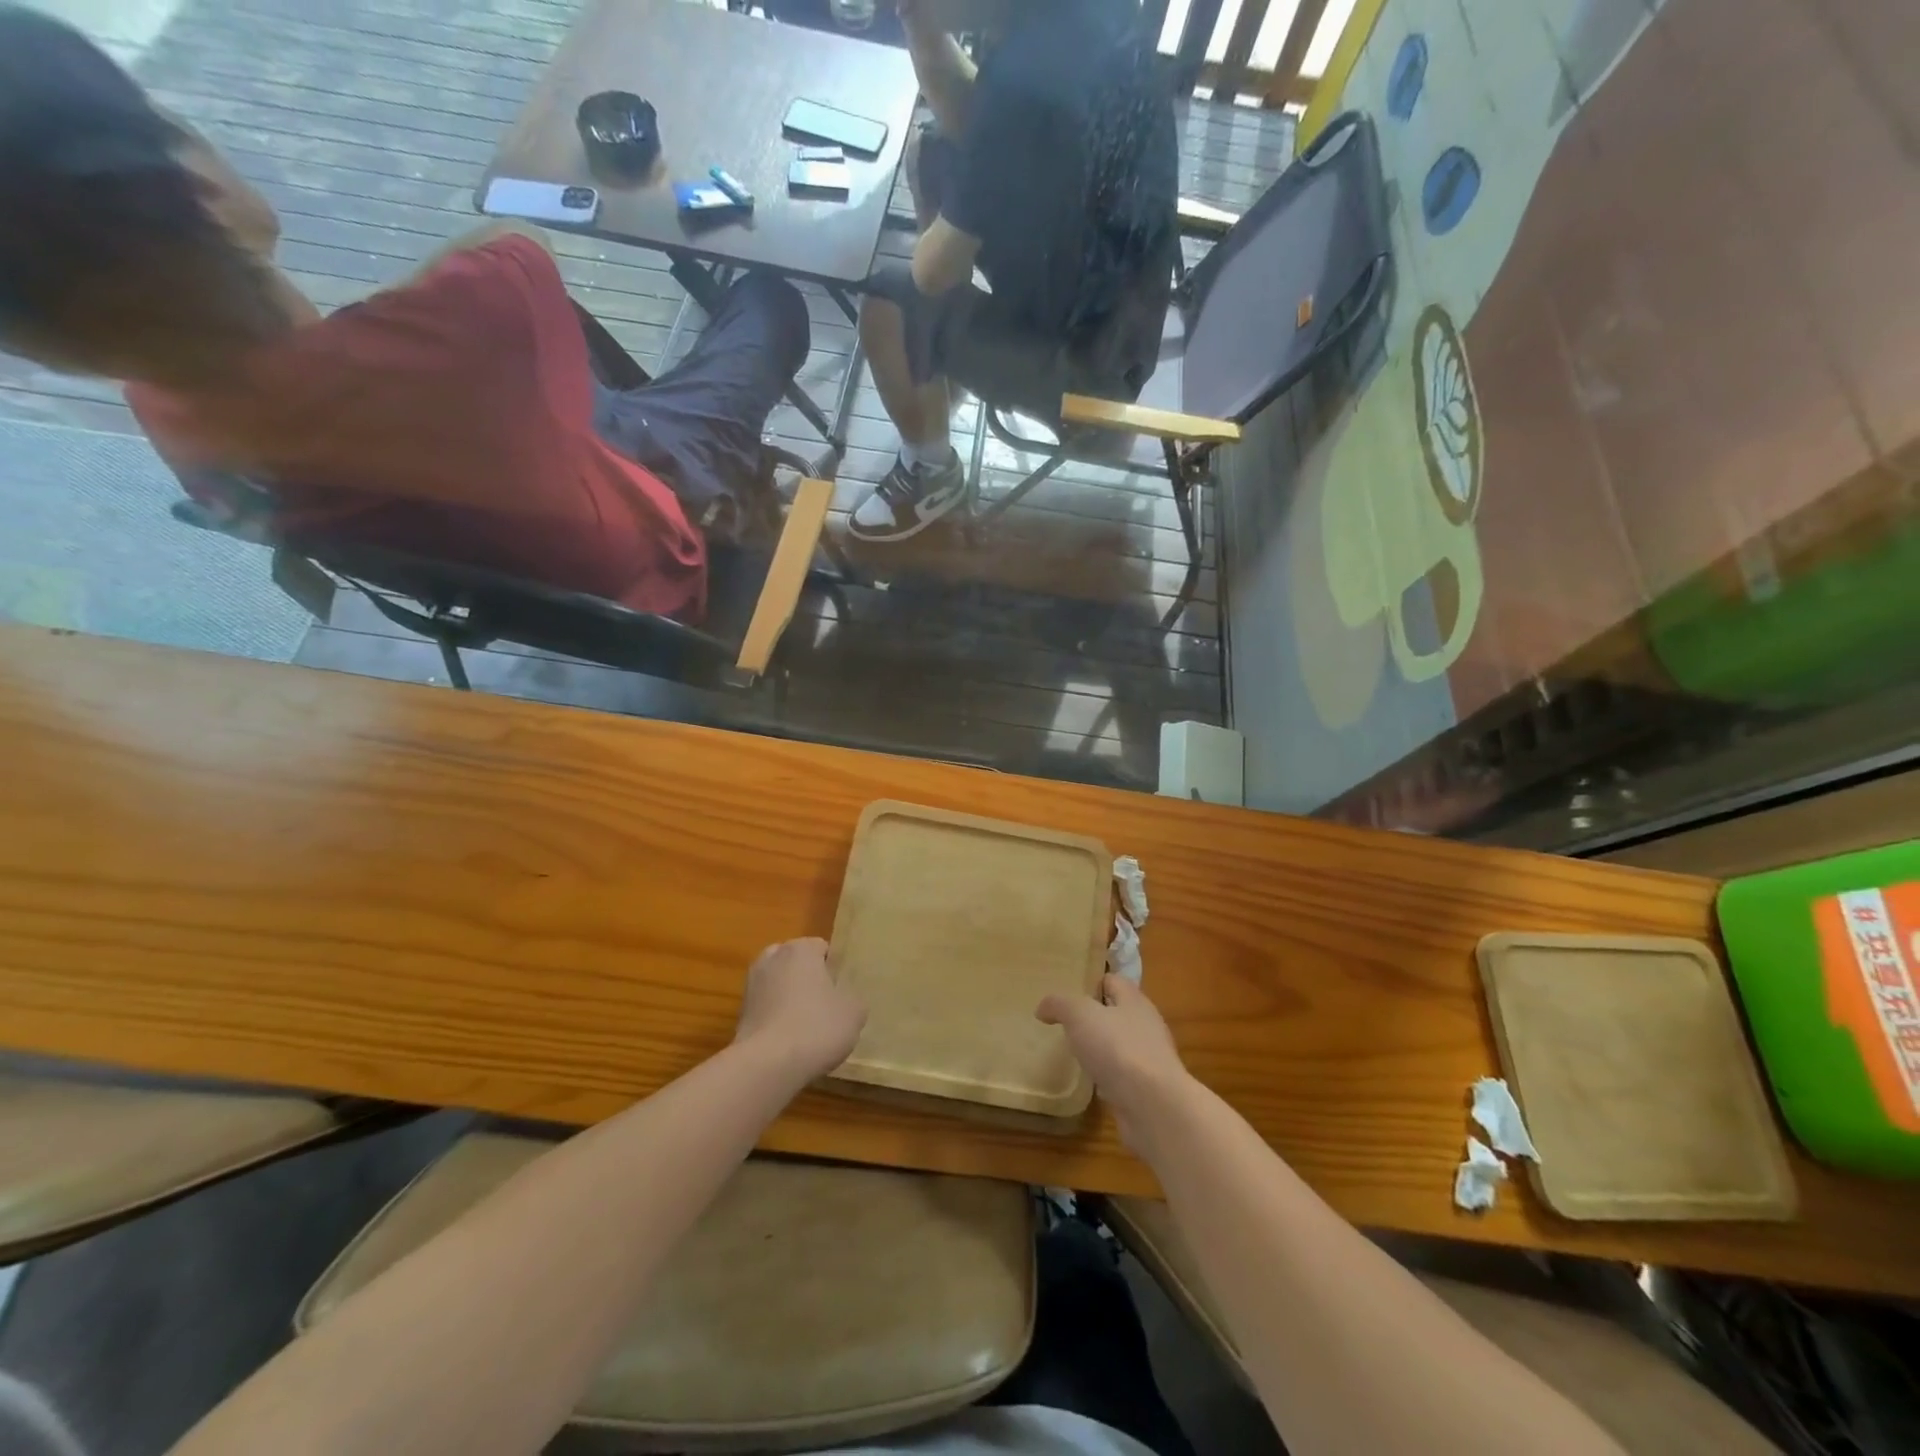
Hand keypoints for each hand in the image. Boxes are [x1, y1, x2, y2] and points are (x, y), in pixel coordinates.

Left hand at [734, 939, 866, 1082]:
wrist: (767, 1066)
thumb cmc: (816, 1027)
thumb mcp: (854, 1012)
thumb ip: (852, 998)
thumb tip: (845, 1000)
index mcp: (800, 949)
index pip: (821, 948)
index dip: (834, 969)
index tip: (842, 991)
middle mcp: (771, 959)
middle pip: (796, 964)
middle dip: (808, 979)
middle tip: (826, 1005)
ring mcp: (751, 986)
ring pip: (778, 986)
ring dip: (789, 999)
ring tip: (807, 1027)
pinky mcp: (739, 1014)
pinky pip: (766, 1009)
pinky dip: (776, 1019)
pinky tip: (789, 1042)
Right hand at [1037, 975, 1191, 1150]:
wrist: (1154, 1107)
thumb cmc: (1117, 1048)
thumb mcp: (1080, 1015)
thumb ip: (1059, 1004)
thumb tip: (1043, 1008)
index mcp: (1134, 1000)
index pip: (1112, 981)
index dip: (1089, 983)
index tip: (1066, 993)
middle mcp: (1145, 1026)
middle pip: (1116, 1013)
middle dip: (1092, 1017)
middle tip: (1064, 1023)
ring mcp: (1148, 1059)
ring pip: (1118, 1045)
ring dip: (1099, 1049)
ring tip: (1072, 1053)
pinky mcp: (1146, 1089)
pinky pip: (1121, 1075)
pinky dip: (1106, 1077)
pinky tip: (1089, 1083)